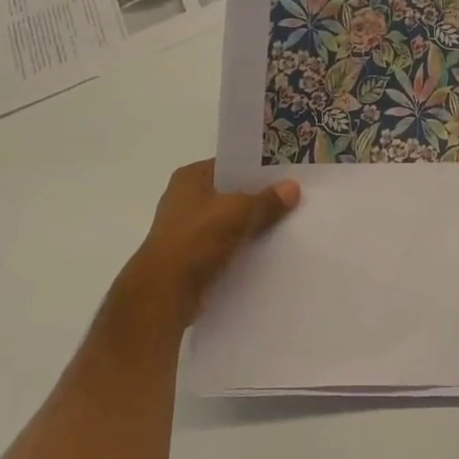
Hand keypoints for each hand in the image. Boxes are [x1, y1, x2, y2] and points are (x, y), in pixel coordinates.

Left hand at [116, 161, 299, 327]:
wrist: (165, 293)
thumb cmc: (195, 239)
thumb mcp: (237, 212)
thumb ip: (266, 200)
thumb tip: (293, 187)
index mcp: (190, 178)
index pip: (229, 165)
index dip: (256, 168)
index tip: (285, 172)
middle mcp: (186, 200)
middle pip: (231, 194)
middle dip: (258, 198)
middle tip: (293, 198)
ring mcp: (188, 230)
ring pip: (230, 222)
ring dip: (252, 226)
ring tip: (288, 224)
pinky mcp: (194, 258)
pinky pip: (226, 246)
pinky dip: (243, 248)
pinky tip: (268, 251)